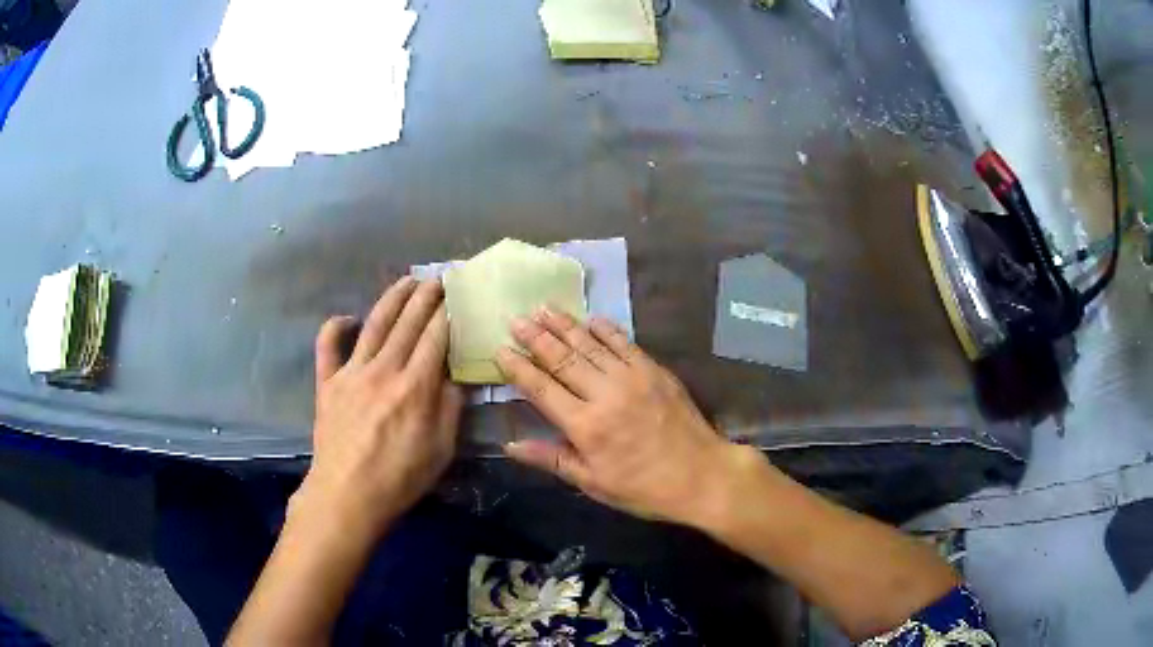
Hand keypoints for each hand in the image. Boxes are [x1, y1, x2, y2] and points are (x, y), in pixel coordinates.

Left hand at [296, 277, 463, 537]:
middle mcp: (383, 370)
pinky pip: (327, 346)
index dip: (448, 313)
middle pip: (407, 323)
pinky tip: (347, 318)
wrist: (347, 496)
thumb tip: (454, 376)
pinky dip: (334, 327)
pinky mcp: (327, 383)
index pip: (435, 338)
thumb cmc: (399, 479)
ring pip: (374, 325)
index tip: (458, 293)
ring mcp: (351, 373)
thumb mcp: (440, 450)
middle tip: (438, 277)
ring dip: (391, 299)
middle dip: (425, 296)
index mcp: (415, 387)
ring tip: (406, 280)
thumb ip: (449, 408)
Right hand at [496, 307, 744, 524]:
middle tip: (516, 319)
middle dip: (536, 337)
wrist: (701, 475)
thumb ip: (551, 459)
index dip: (518, 368)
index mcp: (585, 426)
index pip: (541, 388)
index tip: (500, 349)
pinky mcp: (655, 370)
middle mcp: (604, 394)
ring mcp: (632, 377)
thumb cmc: (643, 487)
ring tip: (543, 308)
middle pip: (563, 359)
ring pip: (590, 344)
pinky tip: (590, 318)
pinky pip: (624, 342)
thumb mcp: (593, 483)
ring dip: (565, 325)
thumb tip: (509, 445)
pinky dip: (605, 328)